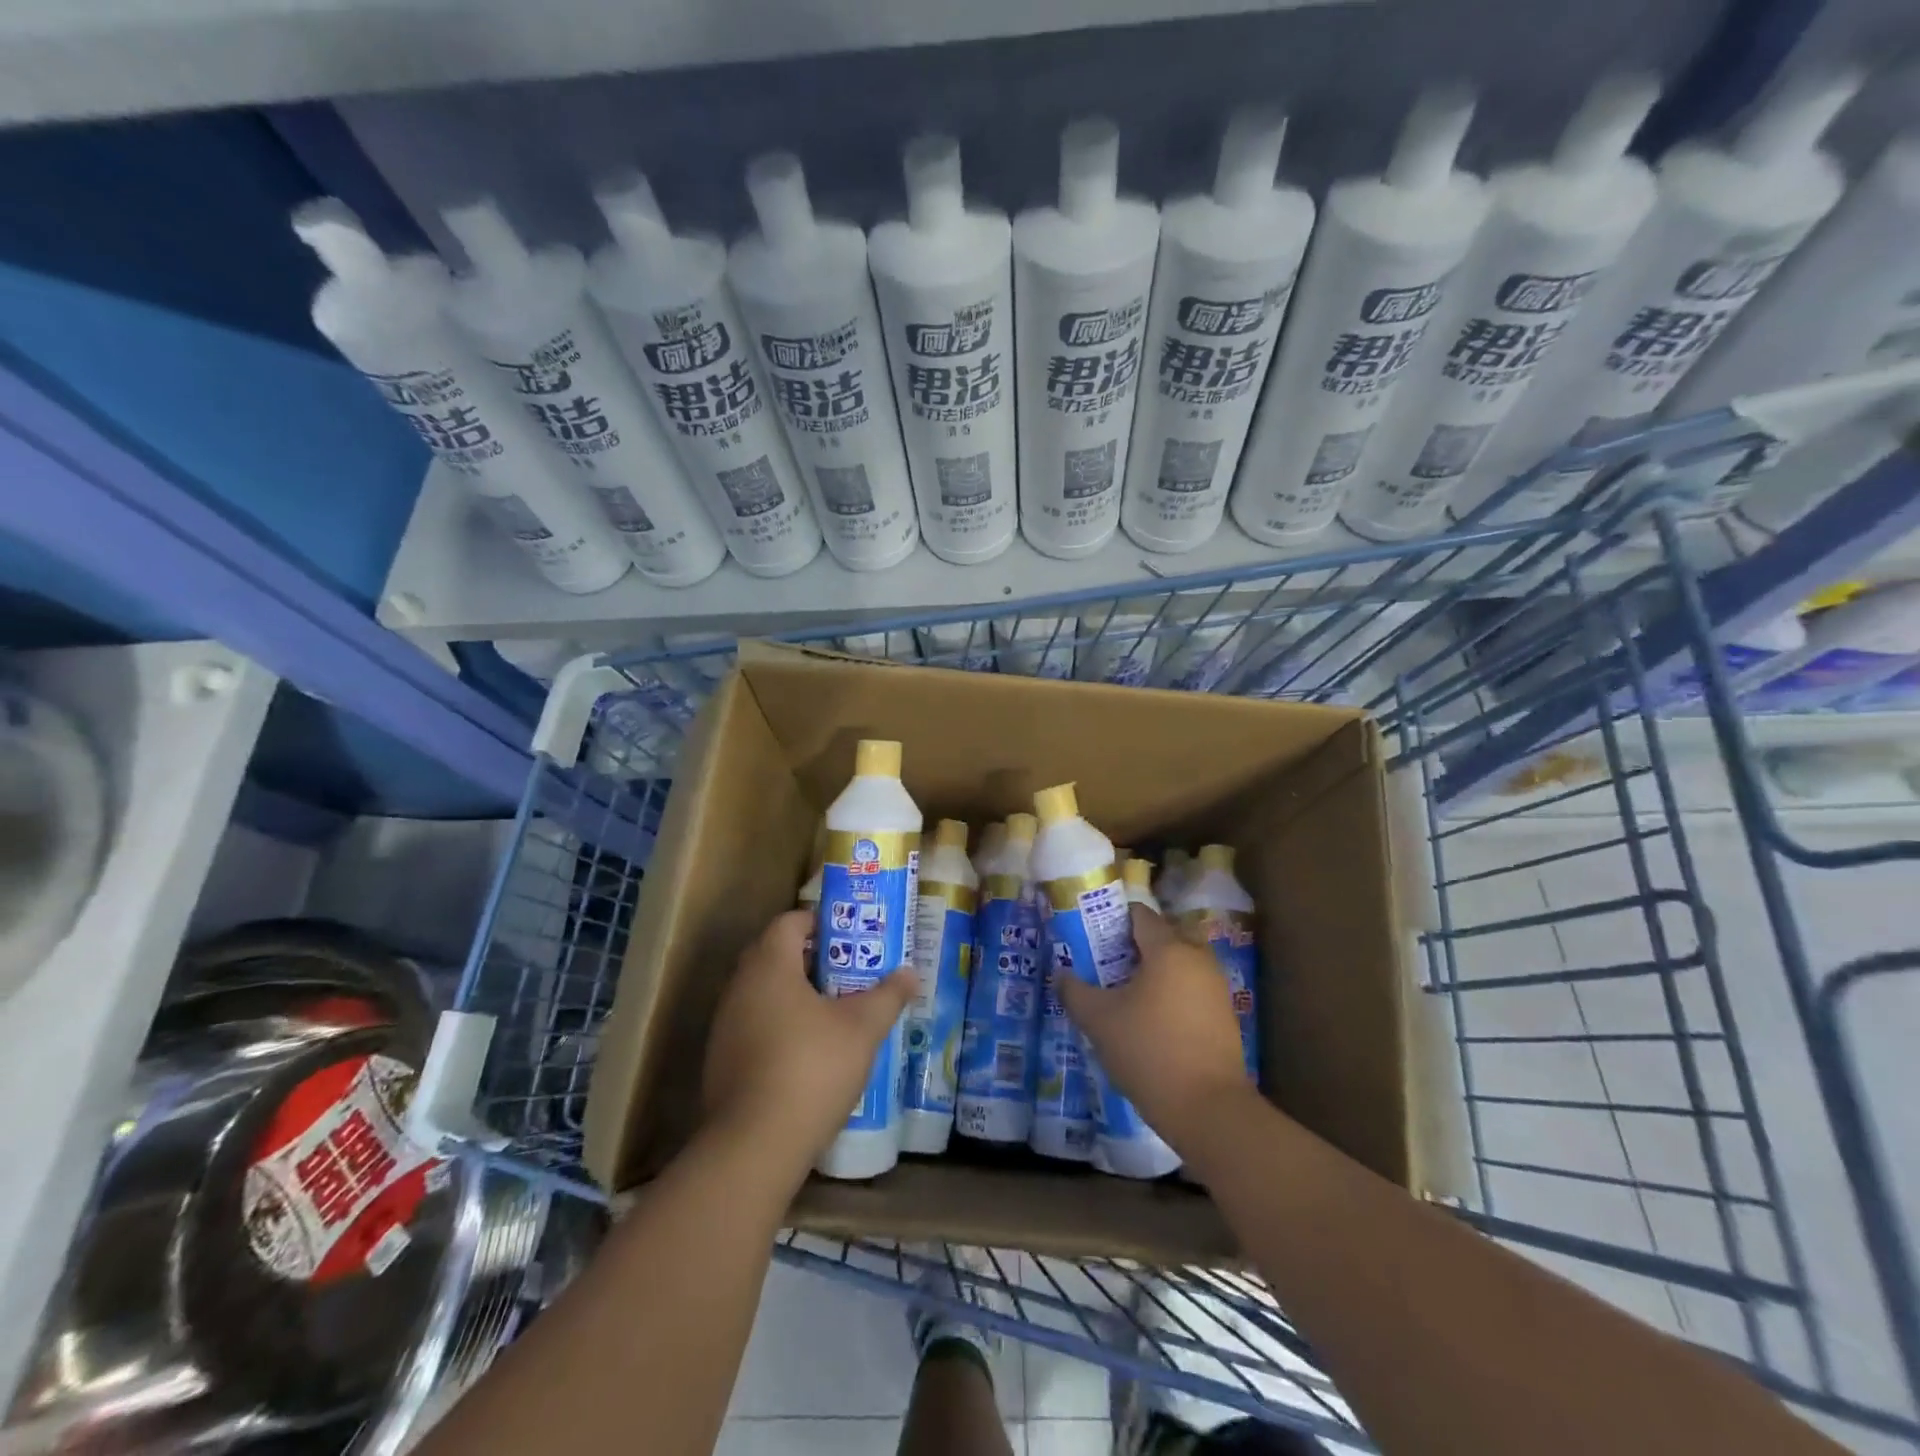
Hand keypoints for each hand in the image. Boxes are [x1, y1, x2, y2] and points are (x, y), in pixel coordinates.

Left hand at [701, 909, 917, 1185]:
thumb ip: (887, 995)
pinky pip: (754, 1024)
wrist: (753, 1145)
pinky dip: (780, 1025)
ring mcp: (726, 1025)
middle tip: (850, 971)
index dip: (820, 922)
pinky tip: (809, 1052)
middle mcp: (740, 987)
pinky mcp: (722, 1060)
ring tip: (835, 1011)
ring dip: (796, 994)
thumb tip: (910, 973)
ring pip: (764, 992)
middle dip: (813, 959)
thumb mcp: (862, 1029)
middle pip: (775, 954)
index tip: (850, 937)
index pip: (789, 922)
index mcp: (769, 966)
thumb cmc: (812, 1068)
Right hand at [1055, 905, 1256, 1150]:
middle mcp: (1197, 958)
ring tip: (1126, 995)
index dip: (1112, 920)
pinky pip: (1193, 987)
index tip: (1092, 938)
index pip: (1139, 915)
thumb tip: (1061, 975)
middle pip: (1163, 935)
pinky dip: (1173, 992)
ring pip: (1181, 962)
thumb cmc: (1149, 1051)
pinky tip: (1152, 1020)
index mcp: (1168, 948)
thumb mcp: (1099, 1021)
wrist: (1209, 1109)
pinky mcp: (1225, 1014)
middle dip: (1135, 945)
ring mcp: (1216, 986)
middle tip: (1107, 965)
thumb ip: (1075, 992)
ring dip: (1156, 970)